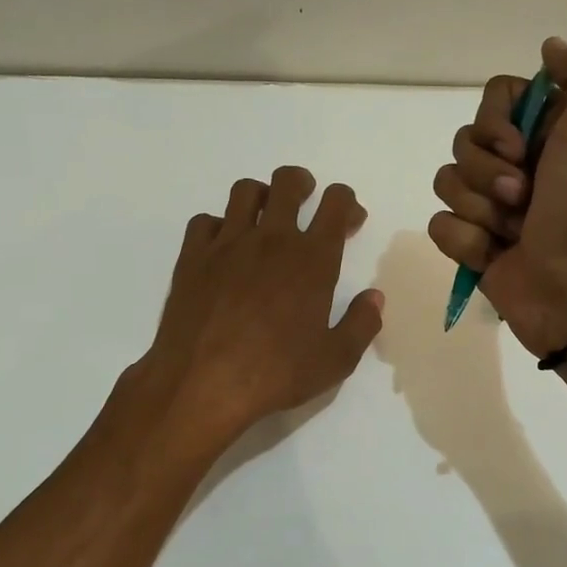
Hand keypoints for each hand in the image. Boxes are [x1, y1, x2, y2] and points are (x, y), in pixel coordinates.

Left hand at [137, 166, 383, 448]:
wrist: (202, 384)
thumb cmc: (275, 373)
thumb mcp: (335, 360)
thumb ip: (361, 324)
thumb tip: (374, 297)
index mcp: (312, 259)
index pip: (335, 204)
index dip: (347, 203)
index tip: (349, 220)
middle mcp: (271, 239)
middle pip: (288, 182)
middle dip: (303, 184)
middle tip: (306, 202)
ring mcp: (227, 244)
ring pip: (245, 191)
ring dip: (261, 196)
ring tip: (264, 219)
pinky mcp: (192, 257)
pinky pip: (205, 220)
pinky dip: (219, 226)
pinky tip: (224, 248)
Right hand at [428, 37, 566, 356]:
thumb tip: (550, 47)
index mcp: (546, 134)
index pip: (494, 98)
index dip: (497, 121)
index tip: (520, 145)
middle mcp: (517, 165)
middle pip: (464, 140)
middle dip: (489, 171)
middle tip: (524, 196)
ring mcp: (491, 207)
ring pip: (447, 182)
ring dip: (480, 208)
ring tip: (513, 231)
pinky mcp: (472, 245)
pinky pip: (441, 225)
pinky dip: (467, 242)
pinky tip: (495, 256)